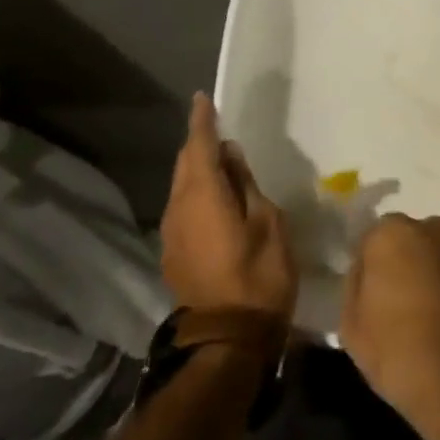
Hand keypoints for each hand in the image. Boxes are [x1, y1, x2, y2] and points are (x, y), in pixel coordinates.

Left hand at [160, 93, 296, 320]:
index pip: (200, 146)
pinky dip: (196, 191)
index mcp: (204, 196)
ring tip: (220, 159)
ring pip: (181, 186)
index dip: (202, 121)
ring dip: (197, 168)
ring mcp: (172, 234)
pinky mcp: (174, 253)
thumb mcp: (268, 223)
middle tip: (216, 126)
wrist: (227, 340)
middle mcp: (179, 209)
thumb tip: (230, 156)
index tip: (202, 99)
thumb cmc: (259, 276)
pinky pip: (183, 207)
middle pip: (185, 165)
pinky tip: (215, 197)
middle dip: (198, 143)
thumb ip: (246, 185)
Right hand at [341, 214, 439, 439]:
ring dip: (438, 271)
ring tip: (436, 316)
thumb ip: (356, 284)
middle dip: (407, 262)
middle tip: (403, 304)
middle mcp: (435, 228)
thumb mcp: (351, 328)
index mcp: (393, 234)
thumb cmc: (400, 357)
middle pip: (413, 238)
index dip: (370, 267)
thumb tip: (368, 270)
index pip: (373, 238)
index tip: (372, 297)